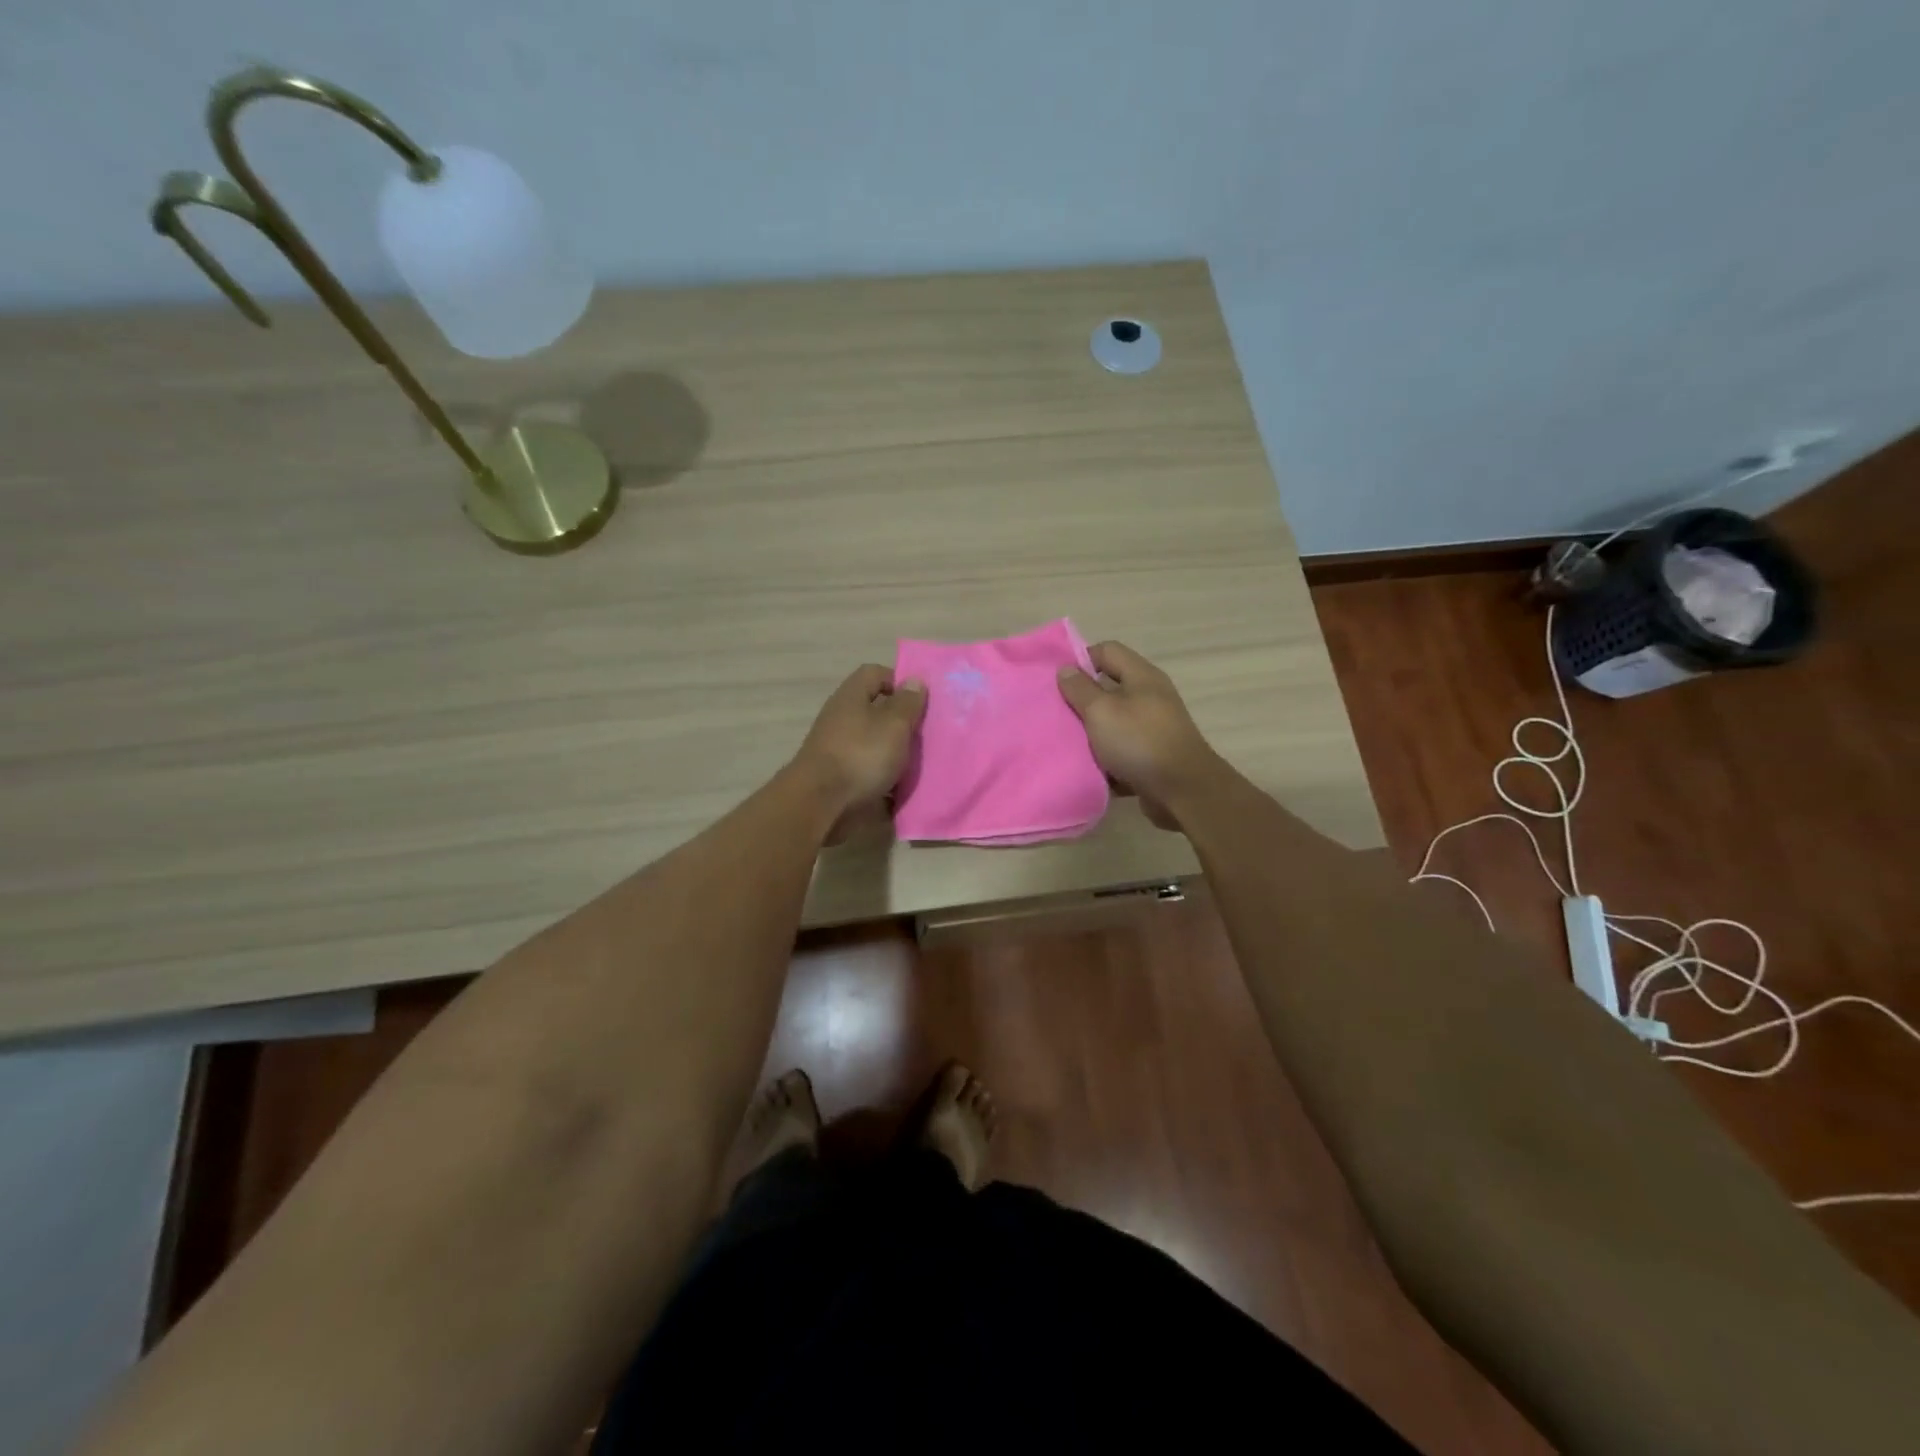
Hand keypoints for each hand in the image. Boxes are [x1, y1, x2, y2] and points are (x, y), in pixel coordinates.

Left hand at [789, 664, 926, 836]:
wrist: (819, 803)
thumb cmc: (861, 755)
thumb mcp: (894, 725)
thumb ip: (907, 703)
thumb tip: (914, 681)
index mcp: (851, 696)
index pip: (875, 673)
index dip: (899, 681)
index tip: (921, 701)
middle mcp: (840, 717)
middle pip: (874, 709)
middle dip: (901, 721)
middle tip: (925, 734)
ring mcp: (835, 747)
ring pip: (872, 742)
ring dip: (893, 751)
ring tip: (917, 763)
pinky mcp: (836, 775)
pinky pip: (866, 769)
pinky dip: (881, 776)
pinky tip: (899, 788)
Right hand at [1057, 641, 1224, 830]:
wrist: (1182, 792)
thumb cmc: (1139, 741)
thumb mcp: (1101, 710)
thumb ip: (1080, 689)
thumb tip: (1066, 669)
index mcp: (1142, 676)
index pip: (1107, 651)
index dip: (1080, 660)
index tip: (1057, 682)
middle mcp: (1150, 697)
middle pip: (1108, 688)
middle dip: (1081, 700)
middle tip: (1055, 713)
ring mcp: (1153, 728)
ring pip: (1112, 723)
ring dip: (1091, 733)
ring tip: (1066, 742)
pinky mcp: (1152, 757)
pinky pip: (1121, 751)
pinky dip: (1105, 759)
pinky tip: (1087, 768)